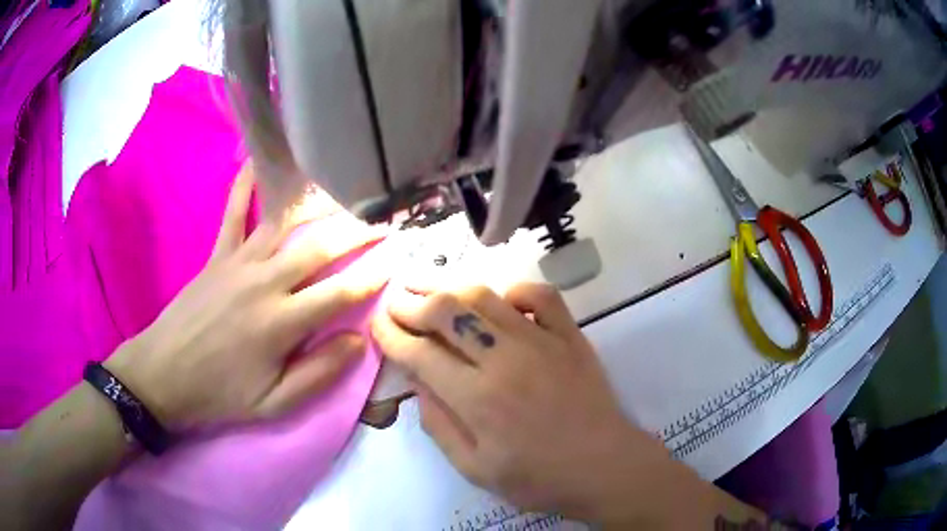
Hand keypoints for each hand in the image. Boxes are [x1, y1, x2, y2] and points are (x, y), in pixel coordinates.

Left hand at [105, 164, 386, 428]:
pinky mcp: (218, 256)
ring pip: (287, 224)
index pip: (342, 292)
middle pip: (321, 247)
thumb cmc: (220, 395)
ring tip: (346, 192)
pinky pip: (235, 213)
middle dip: (358, 232)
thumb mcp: (274, 405)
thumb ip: (319, 374)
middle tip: (384, 221)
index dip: (375, 275)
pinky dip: (246, 185)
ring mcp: (239, 263)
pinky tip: (257, 160)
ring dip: (320, 207)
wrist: (163, 376)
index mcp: (282, 324)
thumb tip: (358, 340)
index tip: (398, 260)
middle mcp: (265, 283)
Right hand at [370, 283, 674, 521]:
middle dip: (411, 301)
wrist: (604, 467)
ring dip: (449, 286)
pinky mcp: (570, 336)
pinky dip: (515, 289)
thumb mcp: (474, 468)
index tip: (377, 322)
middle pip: (447, 312)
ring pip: (485, 297)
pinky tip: (500, 298)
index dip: (391, 334)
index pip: (420, 353)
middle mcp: (505, 359)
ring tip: (427, 284)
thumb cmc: (537, 478)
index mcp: (477, 398)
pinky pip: (540, 296)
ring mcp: (542, 341)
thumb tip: (417, 382)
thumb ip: (439, 425)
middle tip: (394, 298)